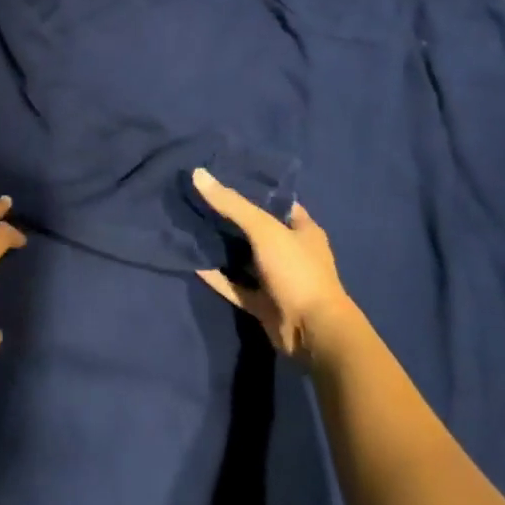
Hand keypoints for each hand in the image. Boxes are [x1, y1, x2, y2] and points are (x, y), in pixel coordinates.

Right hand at [193, 168, 356, 363]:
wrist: (312, 332)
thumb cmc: (296, 271)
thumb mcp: (264, 229)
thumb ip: (232, 204)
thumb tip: (198, 173)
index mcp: (302, 230)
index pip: (276, 202)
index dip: (253, 190)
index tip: (222, 178)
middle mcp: (291, 253)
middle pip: (256, 230)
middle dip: (231, 218)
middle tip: (199, 200)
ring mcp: (277, 280)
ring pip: (245, 259)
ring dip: (223, 248)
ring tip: (192, 227)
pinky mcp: (263, 304)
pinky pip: (235, 286)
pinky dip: (218, 277)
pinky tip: (194, 264)